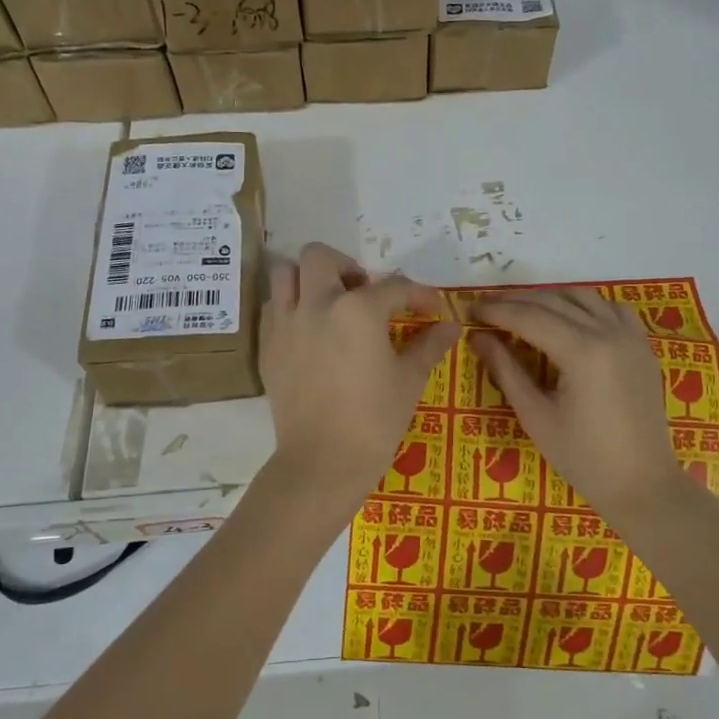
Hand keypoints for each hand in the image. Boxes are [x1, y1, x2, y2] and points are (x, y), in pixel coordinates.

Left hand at [260, 243, 459, 505]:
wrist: (322, 462)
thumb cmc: (374, 421)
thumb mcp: (409, 380)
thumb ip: (429, 345)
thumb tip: (451, 326)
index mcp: (358, 309)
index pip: (394, 287)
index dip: (419, 294)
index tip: (432, 308)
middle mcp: (316, 304)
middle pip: (321, 257)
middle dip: (346, 266)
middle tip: (363, 292)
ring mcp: (285, 324)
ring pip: (285, 274)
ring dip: (308, 279)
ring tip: (328, 303)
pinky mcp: (267, 346)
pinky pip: (272, 308)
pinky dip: (289, 307)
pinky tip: (308, 330)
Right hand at [472, 288, 690, 523]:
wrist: (642, 484)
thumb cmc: (583, 458)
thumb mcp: (535, 416)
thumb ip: (506, 371)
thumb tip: (478, 338)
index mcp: (583, 352)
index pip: (529, 317)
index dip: (496, 310)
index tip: (469, 310)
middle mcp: (608, 333)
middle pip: (553, 301)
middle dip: (515, 301)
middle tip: (486, 308)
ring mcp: (630, 336)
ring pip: (582, 297)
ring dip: (548, 298)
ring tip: (521, 311)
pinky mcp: (642, 345)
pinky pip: (611, 308)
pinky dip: (584, 305)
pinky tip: (568, 318)